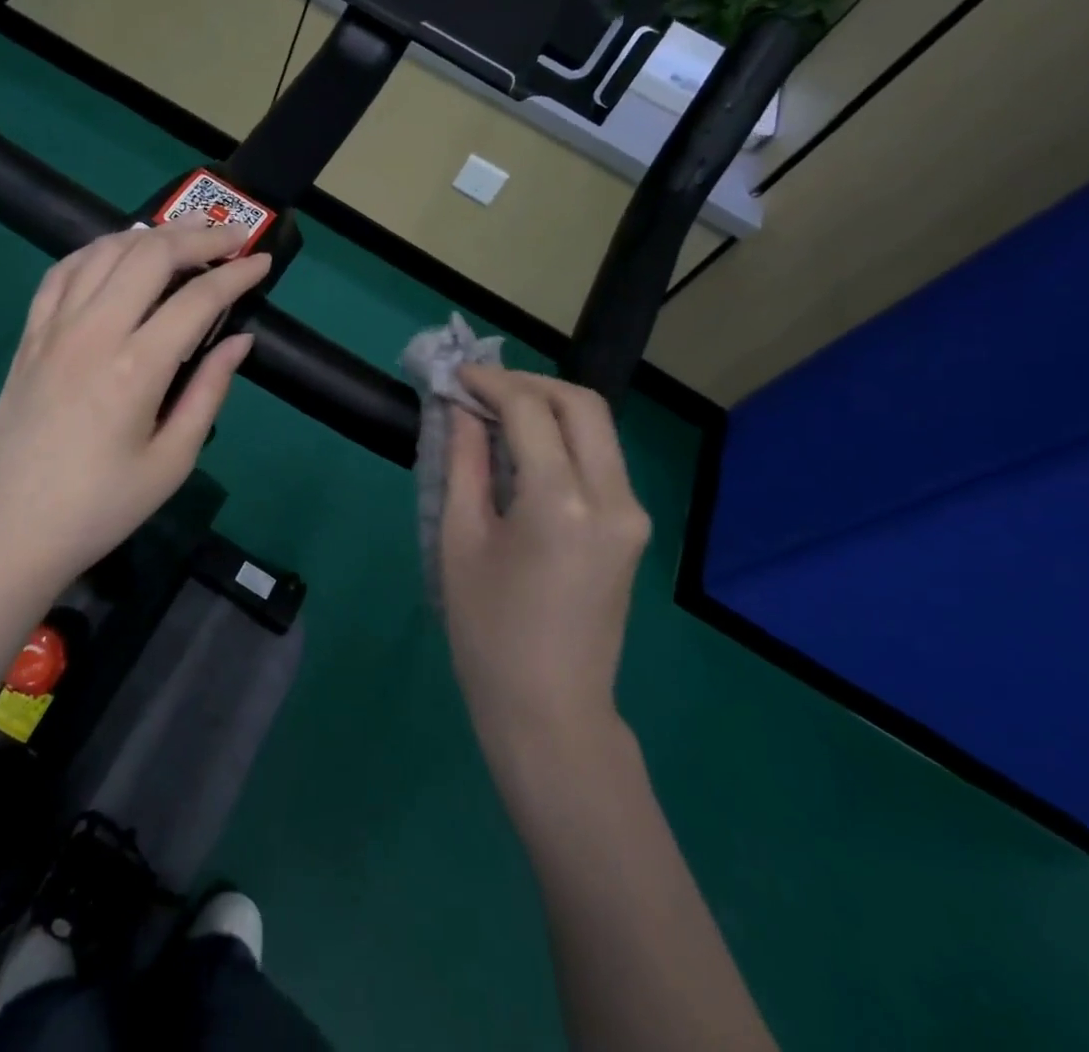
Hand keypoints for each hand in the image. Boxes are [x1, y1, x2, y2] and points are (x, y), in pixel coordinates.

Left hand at [0, 216, 270, 598]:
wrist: (8, 533)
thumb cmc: (100, 507)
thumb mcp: (171, 461)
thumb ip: (209, 392)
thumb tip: (240, 341)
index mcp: (135, 368)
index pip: (197, 298)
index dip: (236, 274)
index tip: (262, 261)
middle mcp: (92, 332)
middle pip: (150, 254)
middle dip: (199, 236)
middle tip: (232, 237)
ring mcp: (53, 329)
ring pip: (104, 251)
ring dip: (150, 235)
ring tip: (184, 238)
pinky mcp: (28, 336)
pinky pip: (62, 272)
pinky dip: (96, 251)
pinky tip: (116, 255)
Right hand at [440, 365, 650, 752]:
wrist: (550, 712)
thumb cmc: (488, 633)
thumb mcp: (460, 541)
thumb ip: (463, 463)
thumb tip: (459, 410)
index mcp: (562, 502)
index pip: (530, 410)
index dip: (490, 383)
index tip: (455, 375)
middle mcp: (612, 497)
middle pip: (582, 404)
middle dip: (529, 383)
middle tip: (481, 389)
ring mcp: (632, 514)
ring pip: (597, 428)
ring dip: (549, 407)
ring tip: (496, 413)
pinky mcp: (633, 529)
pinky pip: (600, 460)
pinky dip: (563, 438)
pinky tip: (524, 449)